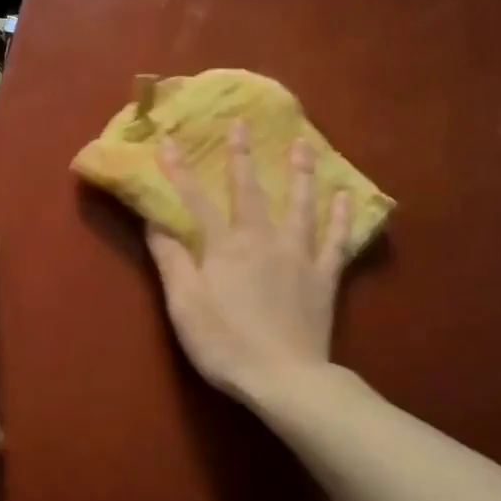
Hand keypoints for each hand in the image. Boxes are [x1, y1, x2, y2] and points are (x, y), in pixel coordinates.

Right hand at [145, 122, 352, 404]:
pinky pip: (336, 240)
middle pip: (250, 191)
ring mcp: (299, 256)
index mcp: (224, 247)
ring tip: (303, 144)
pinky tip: (345, 196)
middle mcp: (263, 240)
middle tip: (243, 123)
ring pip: (300, 204)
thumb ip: (170, 259)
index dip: (179, 172)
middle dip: (242, 156)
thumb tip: (155, 220)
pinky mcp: (325, 277)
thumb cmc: (224, 343)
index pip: (195, 201)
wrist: (283, 378)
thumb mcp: (184, 304)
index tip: (167, 142)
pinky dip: (341, 217)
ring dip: (299, 172)